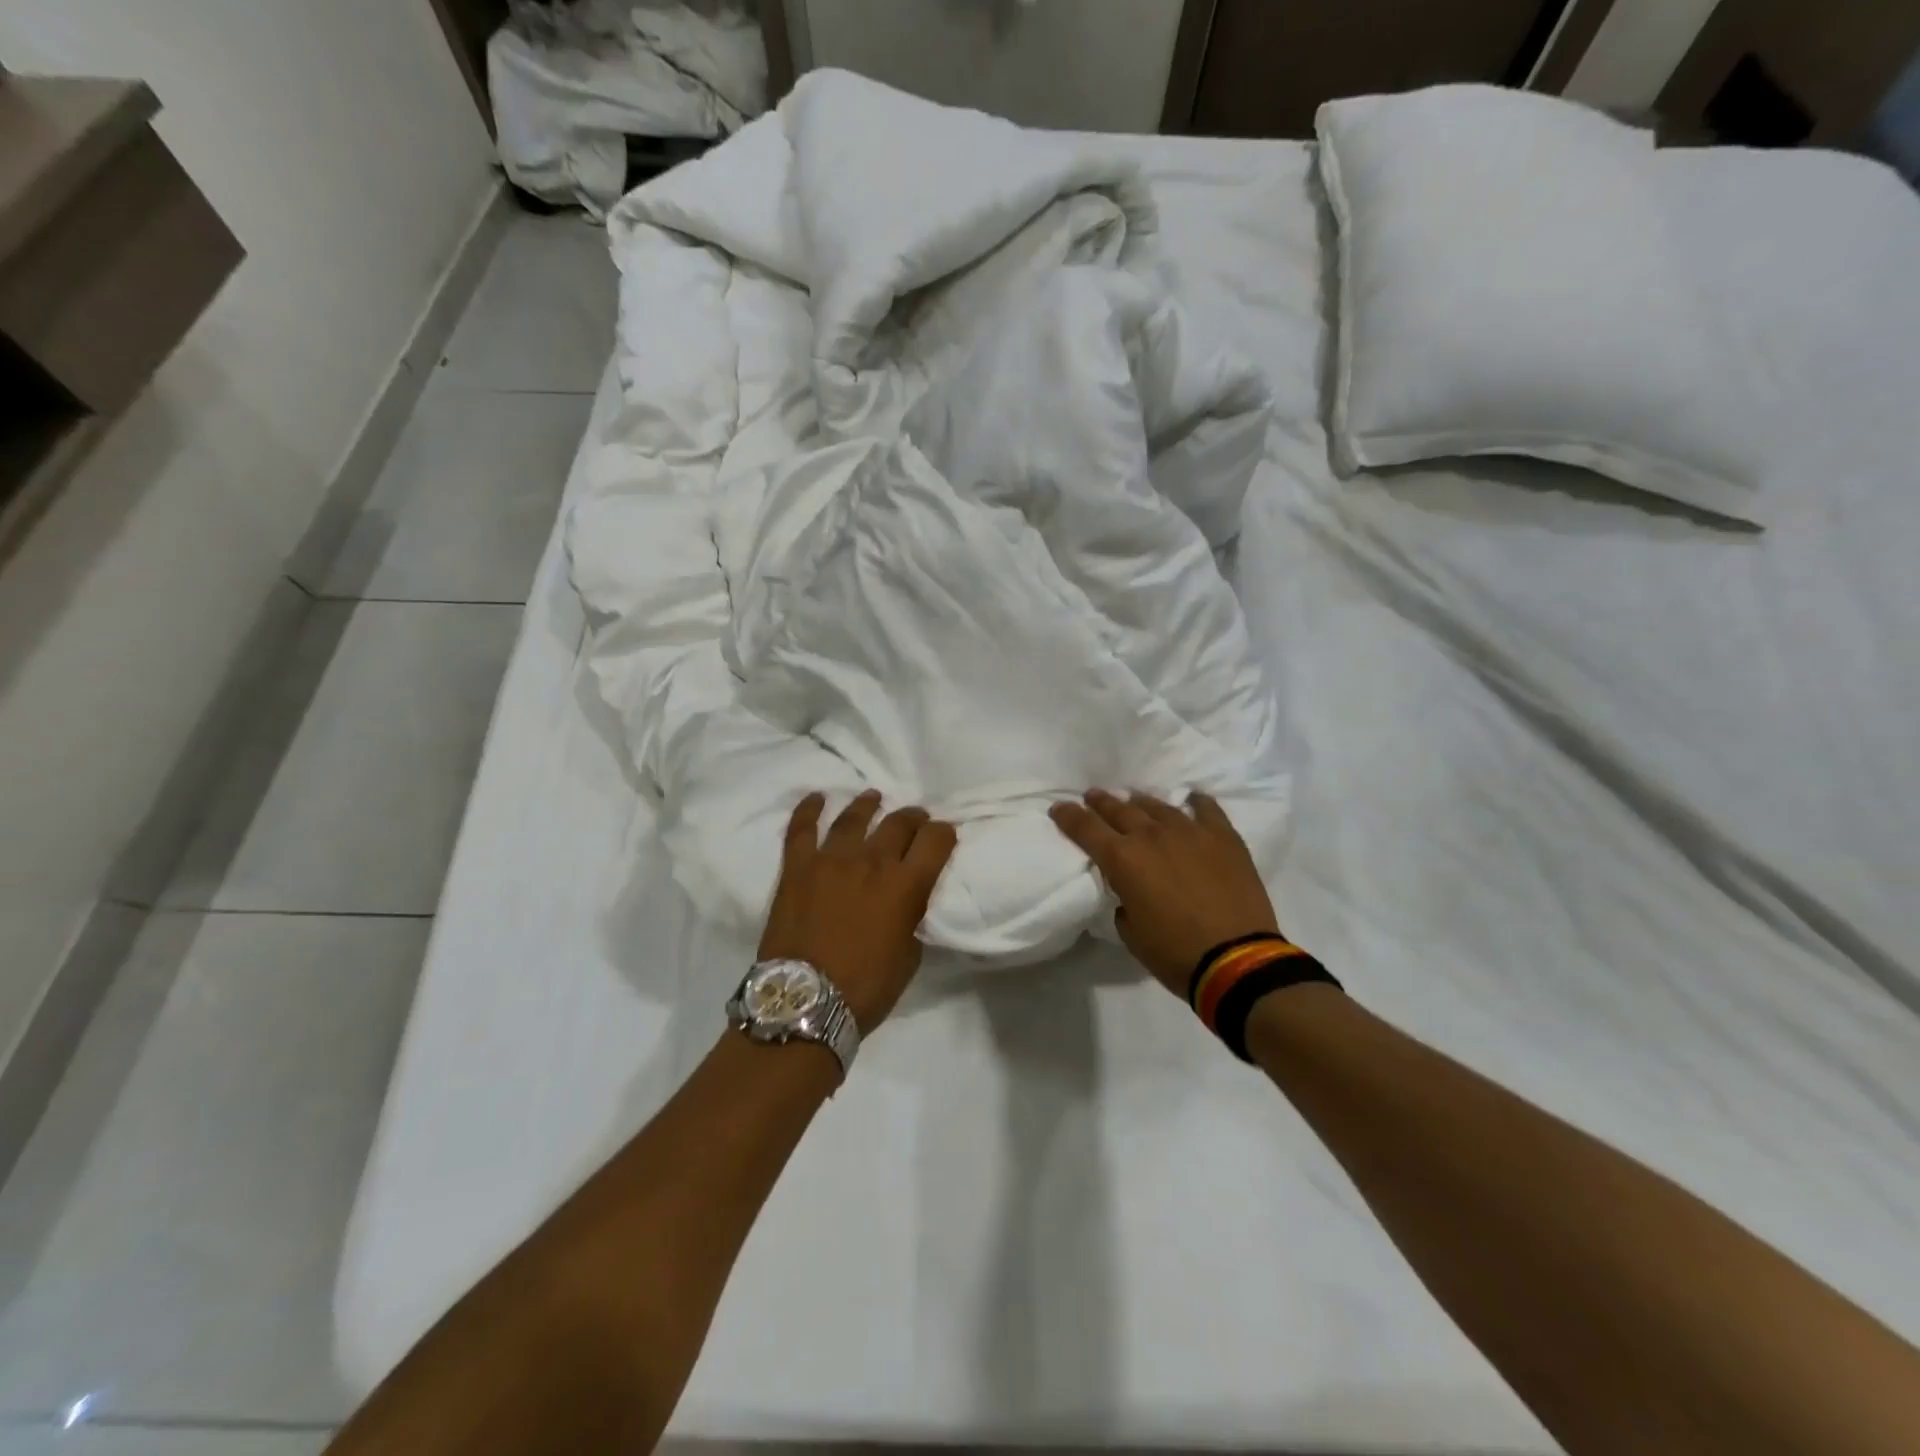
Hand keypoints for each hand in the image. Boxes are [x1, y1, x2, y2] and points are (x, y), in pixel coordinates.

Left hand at [760, 790, 957, 1031]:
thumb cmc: (865, 988)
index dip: (944, 834)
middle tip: (915, 819)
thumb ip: (910, 920)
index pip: (935, 840)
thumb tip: (905, 904)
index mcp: (906, 885)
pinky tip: (816, 797)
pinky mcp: (797, 868)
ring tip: (874, 798)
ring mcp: (831, 860)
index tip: (944, 836)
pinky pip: (802, 829)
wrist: (804, 1001)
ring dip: (868, 805)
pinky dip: (808, 810)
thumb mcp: (908, 957)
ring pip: (854, 818)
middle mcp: (872, 861)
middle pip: (898, 823)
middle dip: (913, 818)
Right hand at [1050, 789, 1280, 995]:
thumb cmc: (1175, 953)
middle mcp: (1151, 836)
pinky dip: (1195, 803)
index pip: (1085, 828)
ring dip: (1140, 803)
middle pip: (1118, 809)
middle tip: (1093, 796)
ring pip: (1157, 806)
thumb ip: (1123, 902)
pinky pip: (1206, 809)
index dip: (1068, 816)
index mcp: (1122, 860)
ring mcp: (1190, 831)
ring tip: (1134, 801)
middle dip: (1101, 802)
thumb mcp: (1131, 932)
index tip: (1058, 808)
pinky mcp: (1223, 837)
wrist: (1237, 960)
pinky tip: (1191, 799)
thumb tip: (1129, 893)